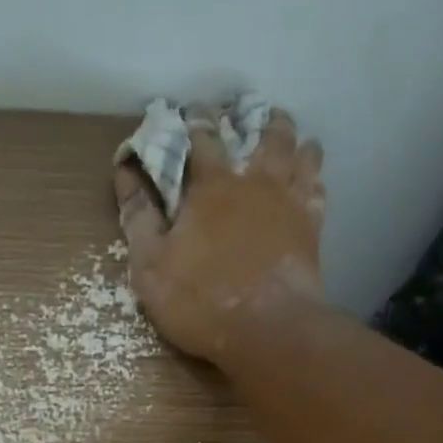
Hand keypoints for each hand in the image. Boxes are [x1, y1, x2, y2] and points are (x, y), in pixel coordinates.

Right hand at [112, 108, 327, 365]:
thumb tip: (125, 173)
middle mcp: (255, 181)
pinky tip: (309, 177)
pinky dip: (312, 176)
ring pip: (298, 151)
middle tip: (247, 114)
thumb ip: (138, 219)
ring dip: (290, 137)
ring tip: (285, 134)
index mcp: (211, 186)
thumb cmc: (201, 301)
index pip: (201, 137)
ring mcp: (289, 202)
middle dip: (251, 118)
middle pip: (262, 133)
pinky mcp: (312, 228)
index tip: (190, 112)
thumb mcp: (150, 268)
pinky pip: (317, 189)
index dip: (194, 121)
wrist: (267, 330)